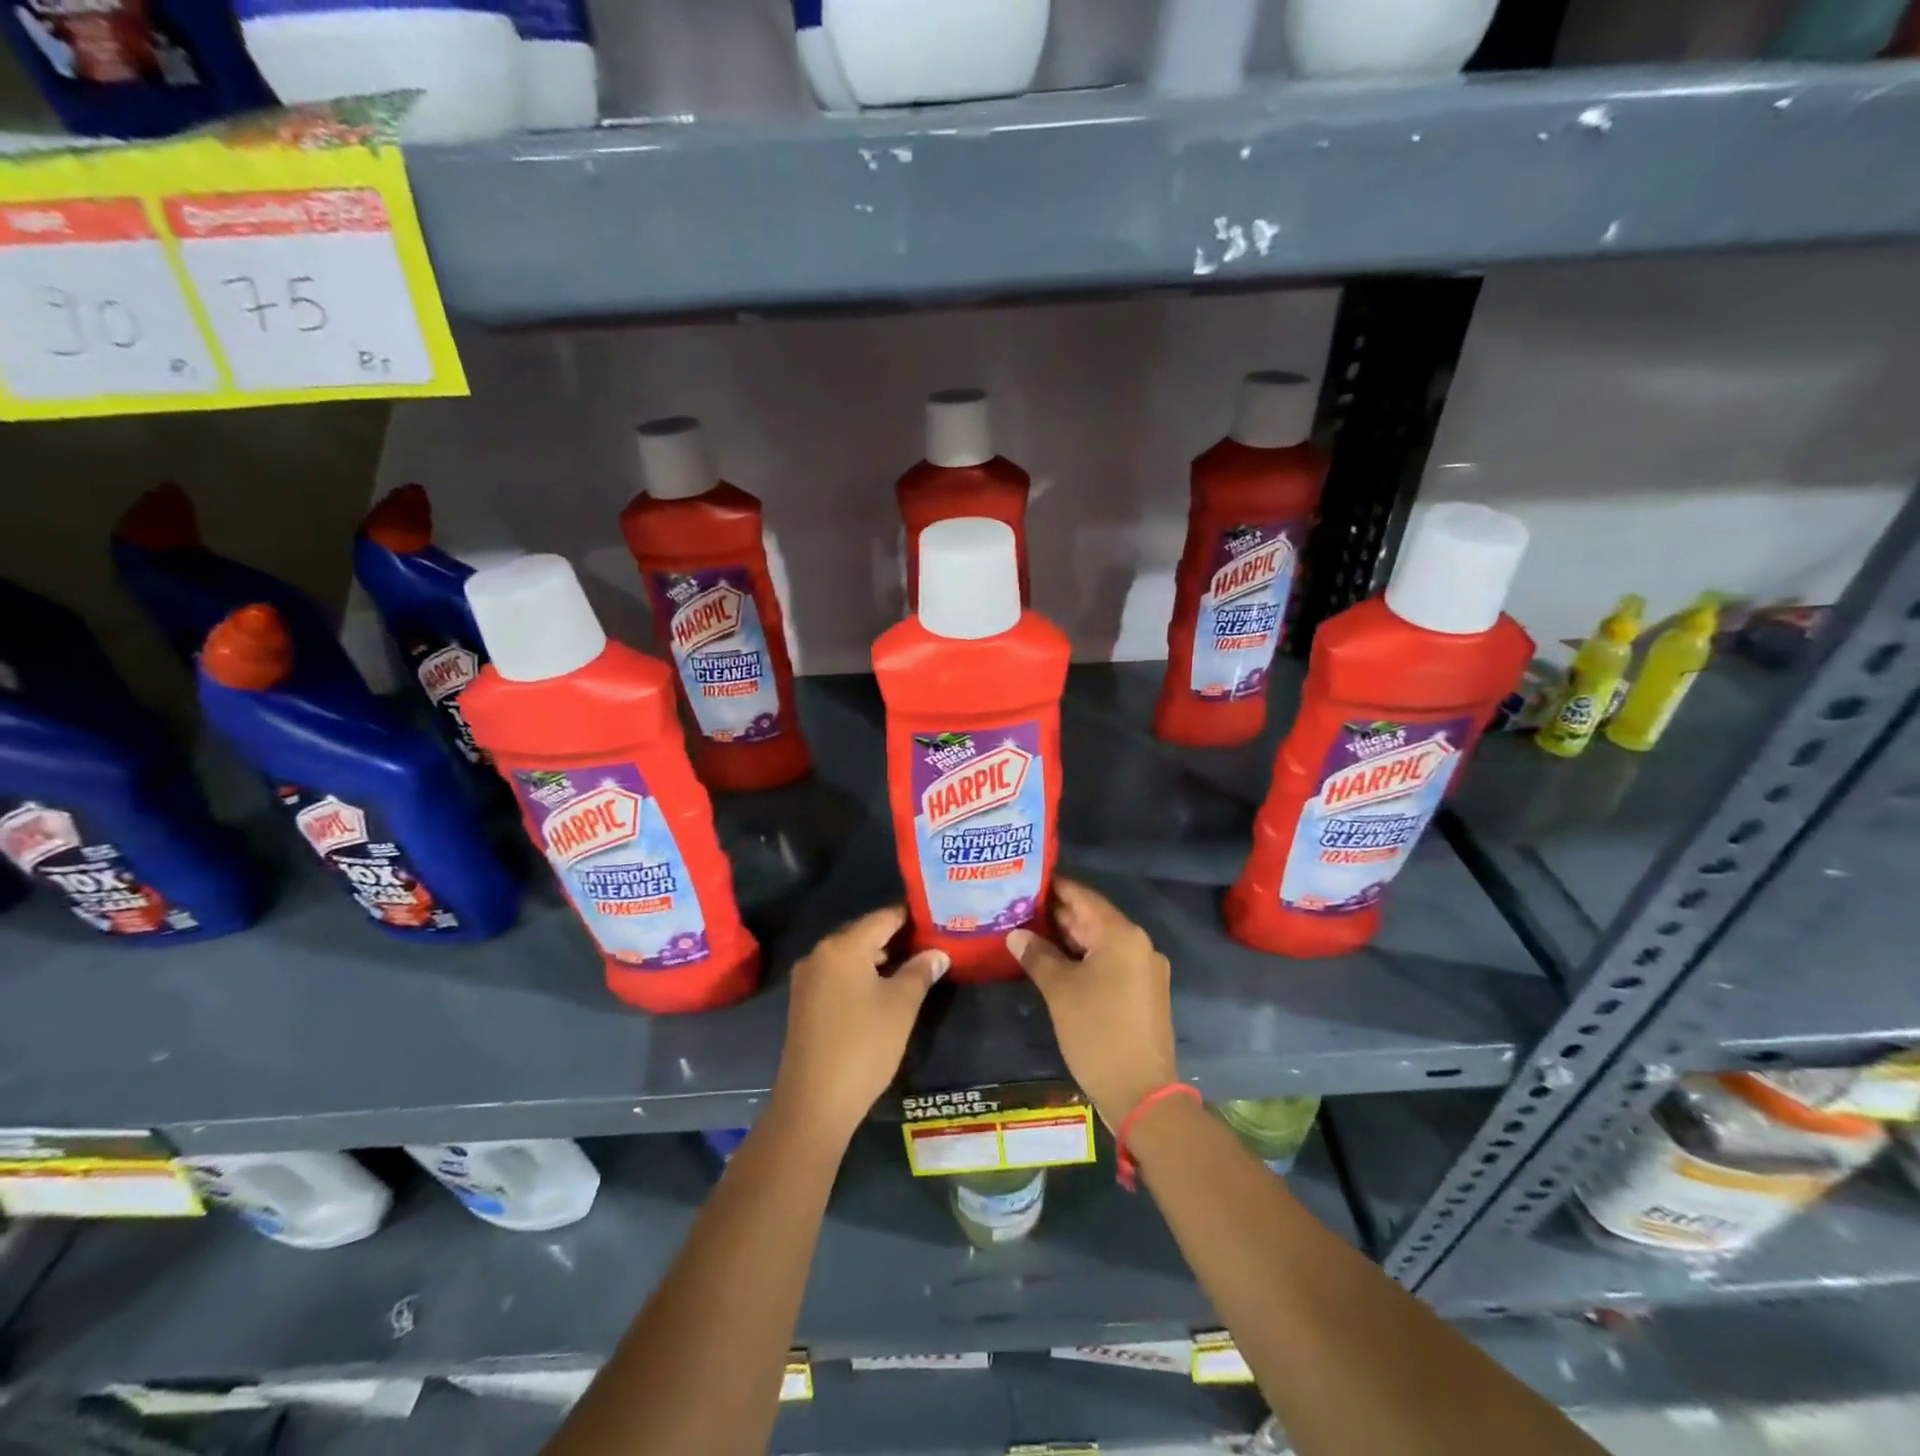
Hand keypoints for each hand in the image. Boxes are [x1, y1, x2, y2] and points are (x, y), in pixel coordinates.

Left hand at [772, 906, 946, 1143]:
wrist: (813, 1104)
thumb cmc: (863, 1047)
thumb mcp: (901, 1005)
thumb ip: (920, 971)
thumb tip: (938, 952)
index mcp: (842, 946)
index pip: (884, 917)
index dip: (913, 916)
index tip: (939, 918)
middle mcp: (820, 953)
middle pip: (865, 933)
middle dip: (898, 936)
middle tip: (933, 942)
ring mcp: (808, 978)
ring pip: (852, 955)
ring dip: (881, 957)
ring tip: (916, 964)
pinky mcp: (805, 1001)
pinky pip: (839, 974)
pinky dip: (863, 974)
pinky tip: (885, 988)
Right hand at [1007, 879, 1177, 1128]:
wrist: (1142, 1094)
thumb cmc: (1098, 1034)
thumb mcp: (1060, 991)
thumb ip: (1037, 956)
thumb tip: (1015, 934)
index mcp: (1121, 935)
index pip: (1083, 896)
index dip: (1054, 886)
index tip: (1025, 879)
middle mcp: (1138, 944)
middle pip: (1092, 917)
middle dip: (1056, 913)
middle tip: (1018, 906)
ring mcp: (1143, 969)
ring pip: (1100, 941)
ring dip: (1068, 936)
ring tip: (1028, 930)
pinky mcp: (1142, 991)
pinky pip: (1109, 961)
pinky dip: (1083, 957)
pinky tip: (1054, 961)